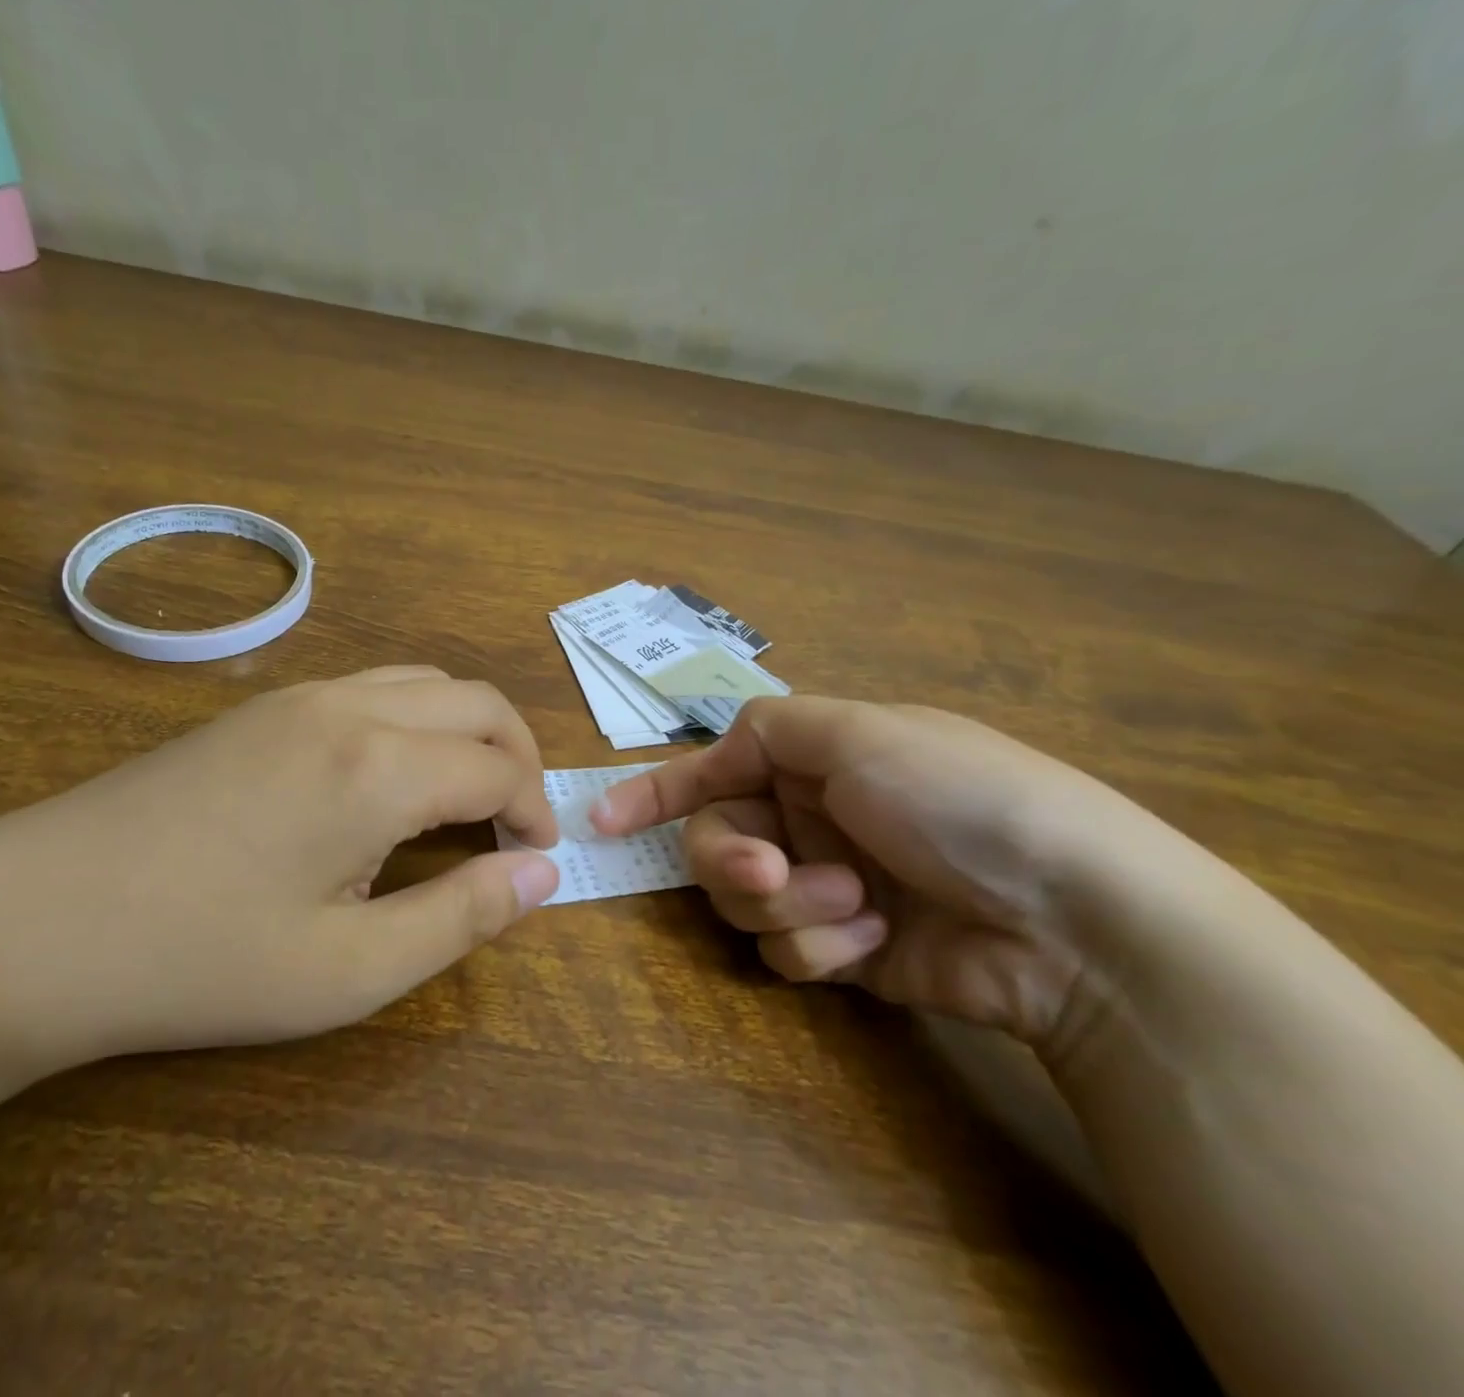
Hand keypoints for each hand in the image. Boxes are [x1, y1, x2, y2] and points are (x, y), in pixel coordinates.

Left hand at [0, 667, 559, 1069]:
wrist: (29, 922)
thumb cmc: (198, 960)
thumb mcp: (348, 971)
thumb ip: (460, 917)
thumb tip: (543, 876)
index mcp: (380, 768)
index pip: (498, 769)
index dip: (534, 813)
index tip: (537, 859)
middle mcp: (350, 707)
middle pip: (476, 702)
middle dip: (518, 757)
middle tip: (518, 824)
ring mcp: (299, 696)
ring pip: (424, 682)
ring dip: (466, 731)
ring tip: (463, 799)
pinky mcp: (262, 706)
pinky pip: (372, 688)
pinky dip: (415, 720)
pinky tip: (388, 780)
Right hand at [589, 696, 1183, 1048]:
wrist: (1075, 921)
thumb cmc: (958, 799)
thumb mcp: (862, 733)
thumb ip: (772, 726)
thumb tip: (720, 744)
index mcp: (812, 761)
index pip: (712, 769)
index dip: (654, 791)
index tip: (602, 819)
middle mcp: (811, 818)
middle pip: (716, 841)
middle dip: (732, 859)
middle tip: (771, 870)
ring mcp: (826, 885)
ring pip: (744, 900)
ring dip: (789, 903)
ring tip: (856, 904)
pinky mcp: (845, 948)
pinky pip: (787, 949)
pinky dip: (823, 945)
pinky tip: (877, 941)